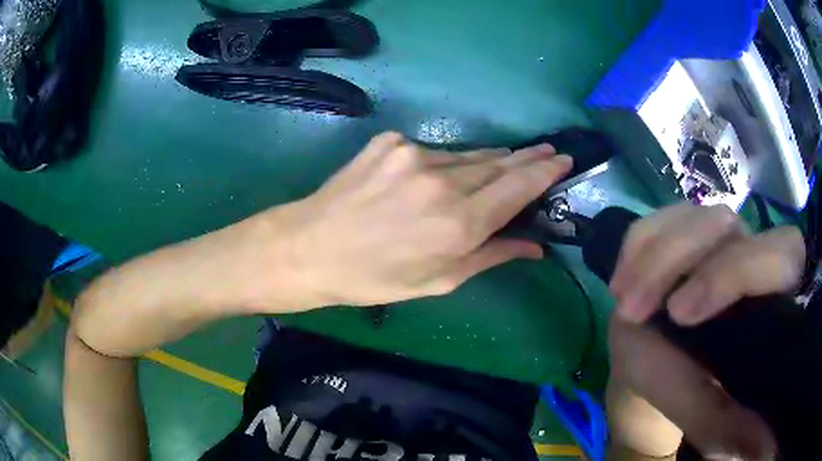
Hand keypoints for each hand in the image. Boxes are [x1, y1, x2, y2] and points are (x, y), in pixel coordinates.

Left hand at [253, 132, 572, 308]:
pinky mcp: (390, 143)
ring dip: (487, 162)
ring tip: (504, 164)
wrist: (309, 248)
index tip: (562, 159)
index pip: (517, 186)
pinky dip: (444, 164)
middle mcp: (442, 182)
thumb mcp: (437, 281)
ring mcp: (413, 155)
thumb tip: (534, 246)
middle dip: (525, 159)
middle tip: (546, 153)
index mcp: (458, 224)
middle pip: (498, 163)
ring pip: (467, 155)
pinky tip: (438, 178)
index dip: (544, 171)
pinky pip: (431, 152)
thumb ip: (491, 256)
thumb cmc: (374, 278)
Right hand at [606, 203, 804, 458]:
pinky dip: (638, 244)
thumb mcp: (711, 416)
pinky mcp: (684, 233)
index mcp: (773, 292)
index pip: (778, 255)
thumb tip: (758, 435)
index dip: (734, 272)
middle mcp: (750, 252)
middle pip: (725, 224)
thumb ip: (729, 418)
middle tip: (632, 311)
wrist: (666, 373)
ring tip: (622, 301)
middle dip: (677, 261)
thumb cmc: (694, 396)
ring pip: (693, 216)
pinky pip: (662, 220)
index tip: (680, 316)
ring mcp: (715, 238)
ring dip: (651, 256)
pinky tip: (622, 279)